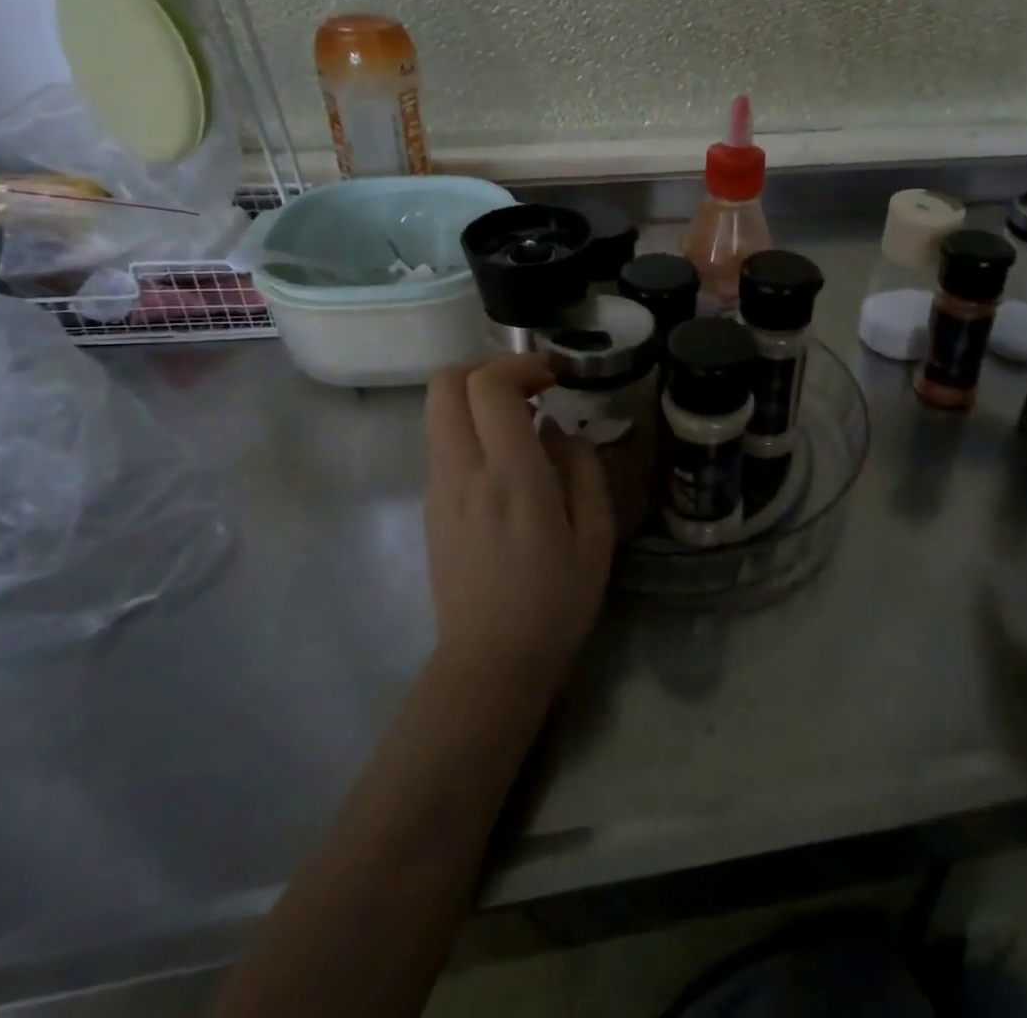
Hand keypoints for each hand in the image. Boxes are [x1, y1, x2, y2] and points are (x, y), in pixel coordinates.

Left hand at [423, 354, 614, 693]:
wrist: (490, 662)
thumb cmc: (556, 601)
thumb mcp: (596, 535)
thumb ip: (581, 468)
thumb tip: (556, 429)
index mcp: (511, 477)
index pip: (489, 386)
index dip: (520, 364)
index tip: (552, 378)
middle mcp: (464, 472)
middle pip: (446, 384)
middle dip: (486, 367)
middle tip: (528, 386)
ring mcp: (439, 489)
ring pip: (438, 411)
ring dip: (476, 397)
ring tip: (521, 422)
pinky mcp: (430, 506)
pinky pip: (442, 443)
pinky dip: (469, 427)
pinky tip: (505, 459)